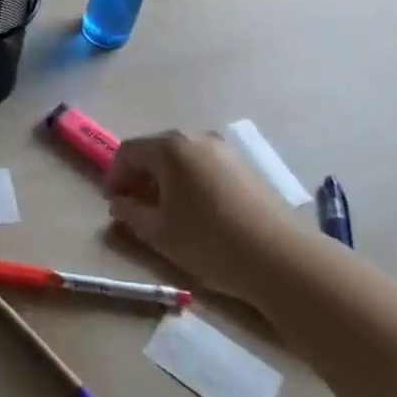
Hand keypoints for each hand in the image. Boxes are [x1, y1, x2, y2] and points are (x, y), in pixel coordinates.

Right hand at [107, 130, 294, 310]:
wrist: (282, 259)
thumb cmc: (209, 241)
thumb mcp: (158, 231)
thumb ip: (130, 212)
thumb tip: (120, 203)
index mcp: (170, 147)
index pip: (127, 151)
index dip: (114, 176)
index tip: (113, 204)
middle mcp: (196, 138)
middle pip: (155, 151)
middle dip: (140, 177)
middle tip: (135, 207)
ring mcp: (225, 150)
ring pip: (182, 159)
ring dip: (166, 180)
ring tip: (166, 212)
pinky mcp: (246, 167)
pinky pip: (205, 167)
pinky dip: (191, 183)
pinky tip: (197, 212)